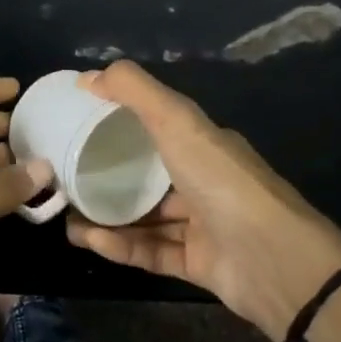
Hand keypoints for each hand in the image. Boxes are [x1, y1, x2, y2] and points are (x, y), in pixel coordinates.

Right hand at [65, 61, 340, 341]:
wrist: (275, 260)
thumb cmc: (221, 181)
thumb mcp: (177, 122)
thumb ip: (134, 92)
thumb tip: (88, 76)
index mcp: (204, 145)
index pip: (157, 128)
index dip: (119, 124)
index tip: (78, 127)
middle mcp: (204, 182)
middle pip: (147, 177)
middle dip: (105, 179)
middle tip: (65, 180)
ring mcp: (203, 226)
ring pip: (145, 219)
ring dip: (105, 218)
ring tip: (66, 218)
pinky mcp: (198, 265)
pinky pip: (151, 252)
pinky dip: (121, 247)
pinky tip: (90, 240)